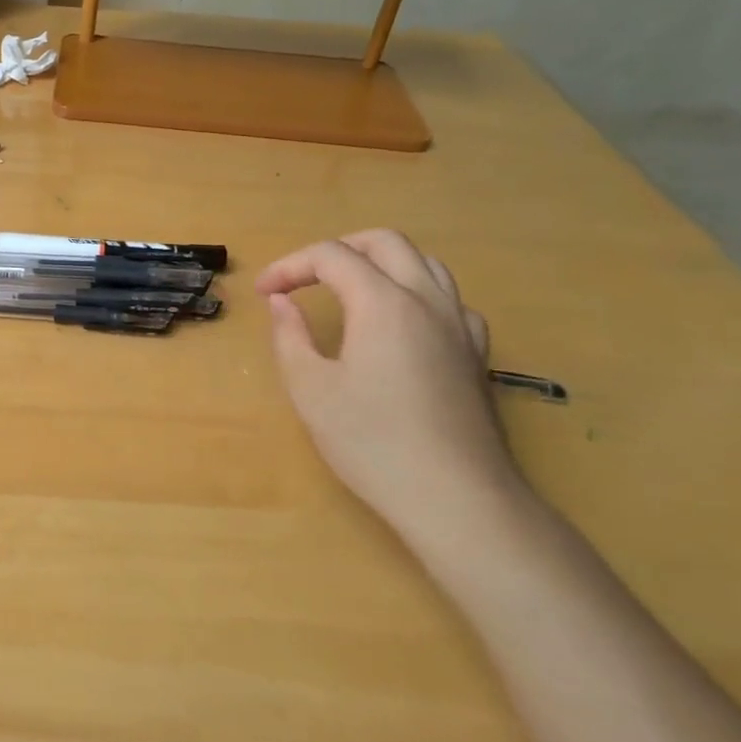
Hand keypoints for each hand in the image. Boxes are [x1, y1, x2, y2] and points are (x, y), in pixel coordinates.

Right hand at [256, 231, 522, 545]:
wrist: (457, 498)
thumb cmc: (373, 443)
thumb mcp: (311, 390)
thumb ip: (290, 336)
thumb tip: (281, 302)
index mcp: (383, 303)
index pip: (331, 256)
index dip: (290, 266)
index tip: (263, 292)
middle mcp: (427, 300)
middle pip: (384, 242)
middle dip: (337, 249)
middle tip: (304, 278)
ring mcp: (460, 325)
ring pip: (424, 262)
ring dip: (380, 262)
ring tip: (349, 289)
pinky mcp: (477, 353)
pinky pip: (449, 299)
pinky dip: (416, 292)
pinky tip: (402, 323)